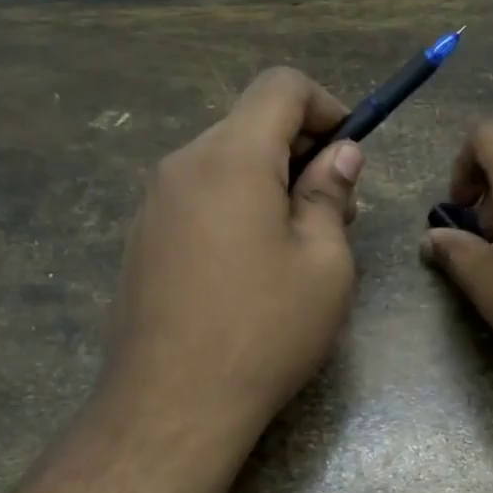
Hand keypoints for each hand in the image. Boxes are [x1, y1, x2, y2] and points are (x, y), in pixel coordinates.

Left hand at [101, 67, 362, 442]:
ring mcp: (155, 204)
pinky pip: (200, 199)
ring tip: (298, 247)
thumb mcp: (324, 264)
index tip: (349, 155)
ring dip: (270, 184)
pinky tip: (252, 269)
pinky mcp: (143, 240)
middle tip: (337, 213)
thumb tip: (339, 155)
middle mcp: (184, 165)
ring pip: (225, 164)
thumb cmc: (264, 331)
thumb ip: (330, 195)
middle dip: (302, 152)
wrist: (171, 406)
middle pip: (251, 125)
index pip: (281, 86)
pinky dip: (237, 208)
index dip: (326, 106)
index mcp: (232, 158)